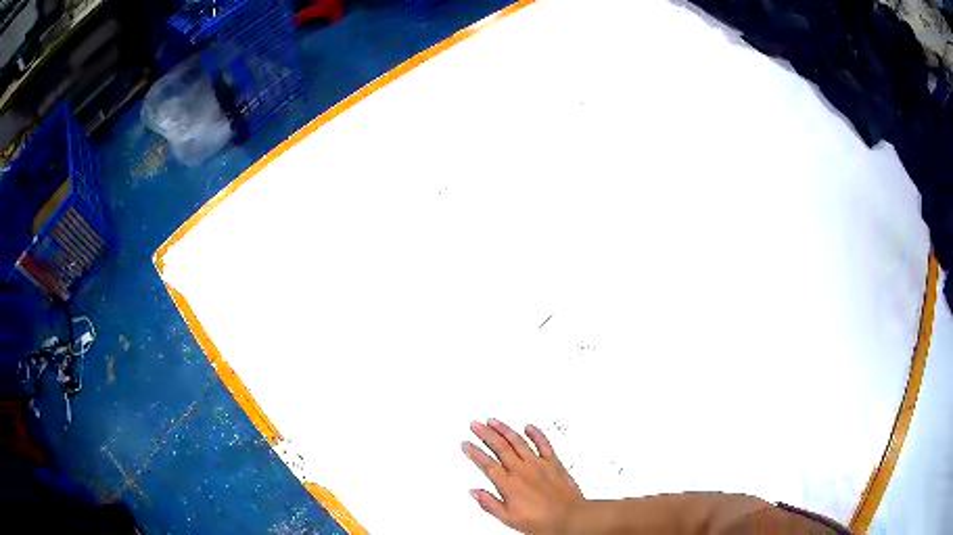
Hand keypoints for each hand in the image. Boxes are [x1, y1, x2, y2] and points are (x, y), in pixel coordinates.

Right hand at [462, 419, 584, 534]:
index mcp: (509, 484)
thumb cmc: (542, 521)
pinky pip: (544, 443)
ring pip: (518, 441)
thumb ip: (490, 504)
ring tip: (493, 421)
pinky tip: (529, 426)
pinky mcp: (554, 463)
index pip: (487, 464)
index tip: (466, 444)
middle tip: (475, 425)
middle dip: (485, 434)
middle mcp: (522, 470)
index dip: (474, 452)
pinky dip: (536, 433)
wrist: (570, 518)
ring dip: (504, 429)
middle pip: (500, 447)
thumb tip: (475, 493)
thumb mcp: (509, 519)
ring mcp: (539, 464)